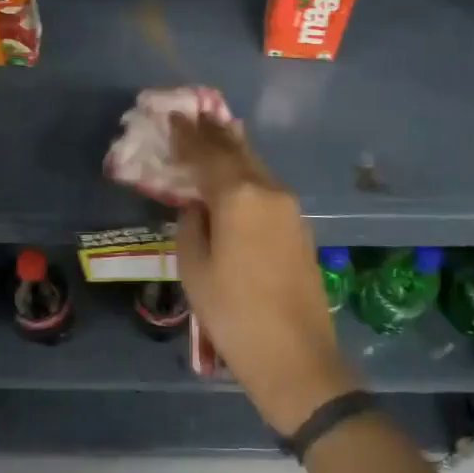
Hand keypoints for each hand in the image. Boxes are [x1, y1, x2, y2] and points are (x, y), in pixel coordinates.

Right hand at [170, 114, 358, 434]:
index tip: (174, 116)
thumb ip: (191, 225)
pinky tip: (237, 175)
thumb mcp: (195, 269)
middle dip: (214, 132)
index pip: (208, 154)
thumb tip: (197, 207)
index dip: (188, 135)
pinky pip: (267, 187)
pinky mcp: (299, 227)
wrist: (297, 358)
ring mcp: (290, 208)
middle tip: (194, 114)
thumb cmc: (234, 314)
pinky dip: (247, 174)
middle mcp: (269, 191)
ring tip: (214, 134)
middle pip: (238, 151)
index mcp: (239, 196)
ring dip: (233, 150)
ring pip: (256, 167)